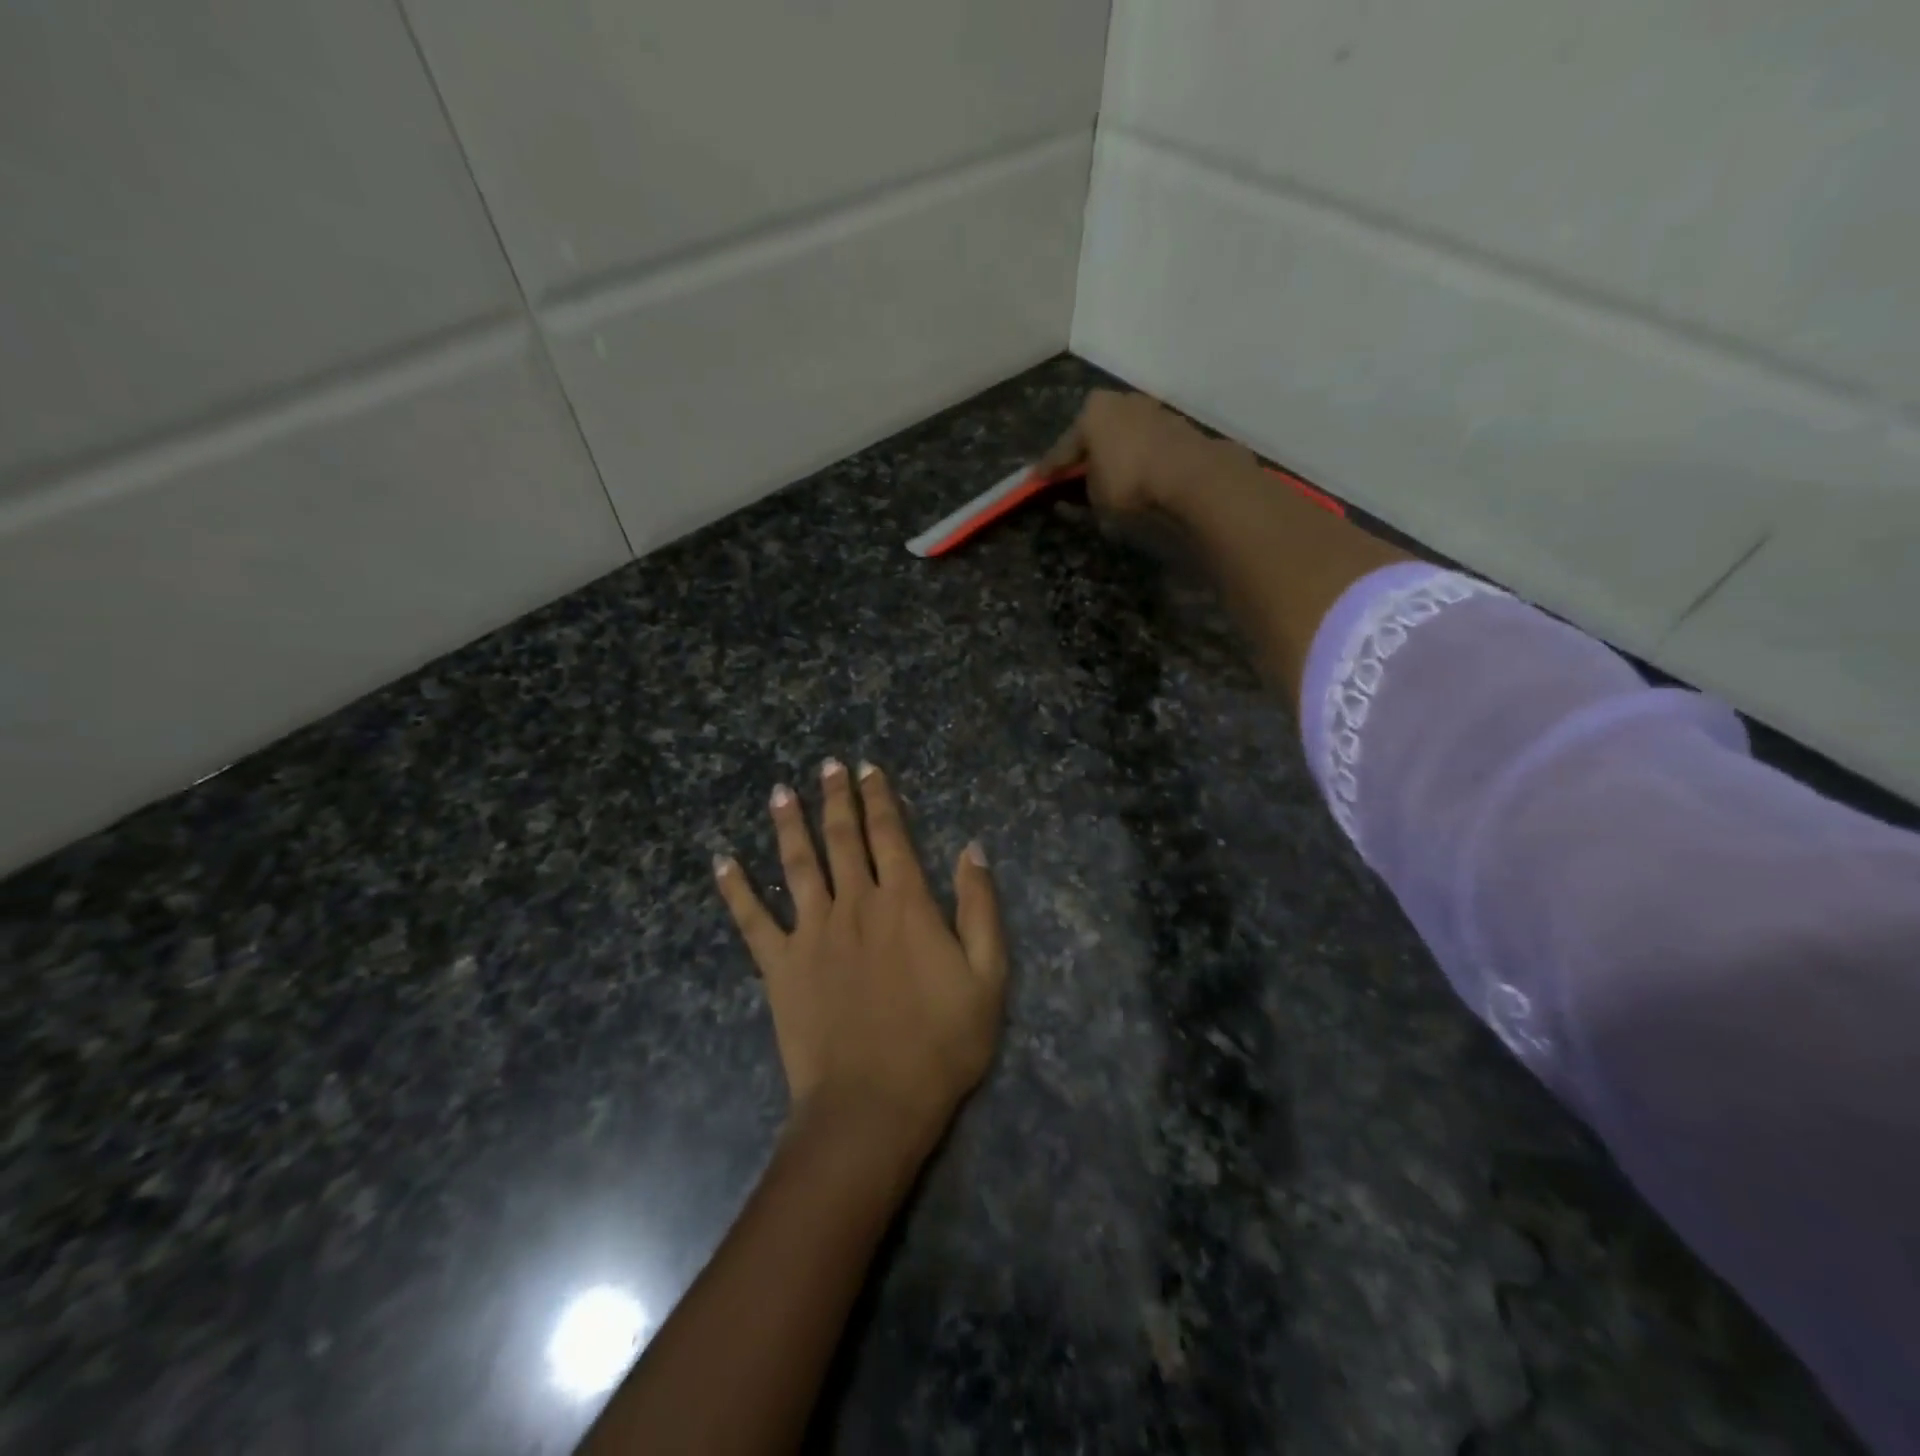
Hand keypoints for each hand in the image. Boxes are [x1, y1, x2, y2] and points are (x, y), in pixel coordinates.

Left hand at [714, 759, 1007, 1151]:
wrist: (873, 1105)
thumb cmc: (940, 1043)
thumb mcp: (987, 976)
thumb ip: (980, 908)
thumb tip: (971, 848)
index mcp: (904, 902)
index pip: (890, 834)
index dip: (880, 797)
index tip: (868, 768)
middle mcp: (854, 903)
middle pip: (842, 837)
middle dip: (836, 797)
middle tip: (827, 765)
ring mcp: (811, 932)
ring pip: (797, 864)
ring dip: (788, 824)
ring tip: (780, 792)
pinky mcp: (780, 965)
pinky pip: (752, 920)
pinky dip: (735, 889)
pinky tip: (722, 862)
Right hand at [1035, 389, 1247, 516]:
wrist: (1191, 475)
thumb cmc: (1130, 481)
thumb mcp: (1095, 496)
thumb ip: (1082, 490)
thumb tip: (1076, 491)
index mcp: (1091, 412)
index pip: (1063, 447)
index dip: (1049, 468)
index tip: (1037, 479)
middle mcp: (1119, 401)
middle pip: (1094, 432)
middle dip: (1084, 452)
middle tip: (1072, 472)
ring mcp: (1150, 409)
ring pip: (1121, 434)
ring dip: (1113, 452)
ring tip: (1105, 473)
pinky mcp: (1175, 424)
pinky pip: (1144, 442)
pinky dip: (1135, 455)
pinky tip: (1133, 470)